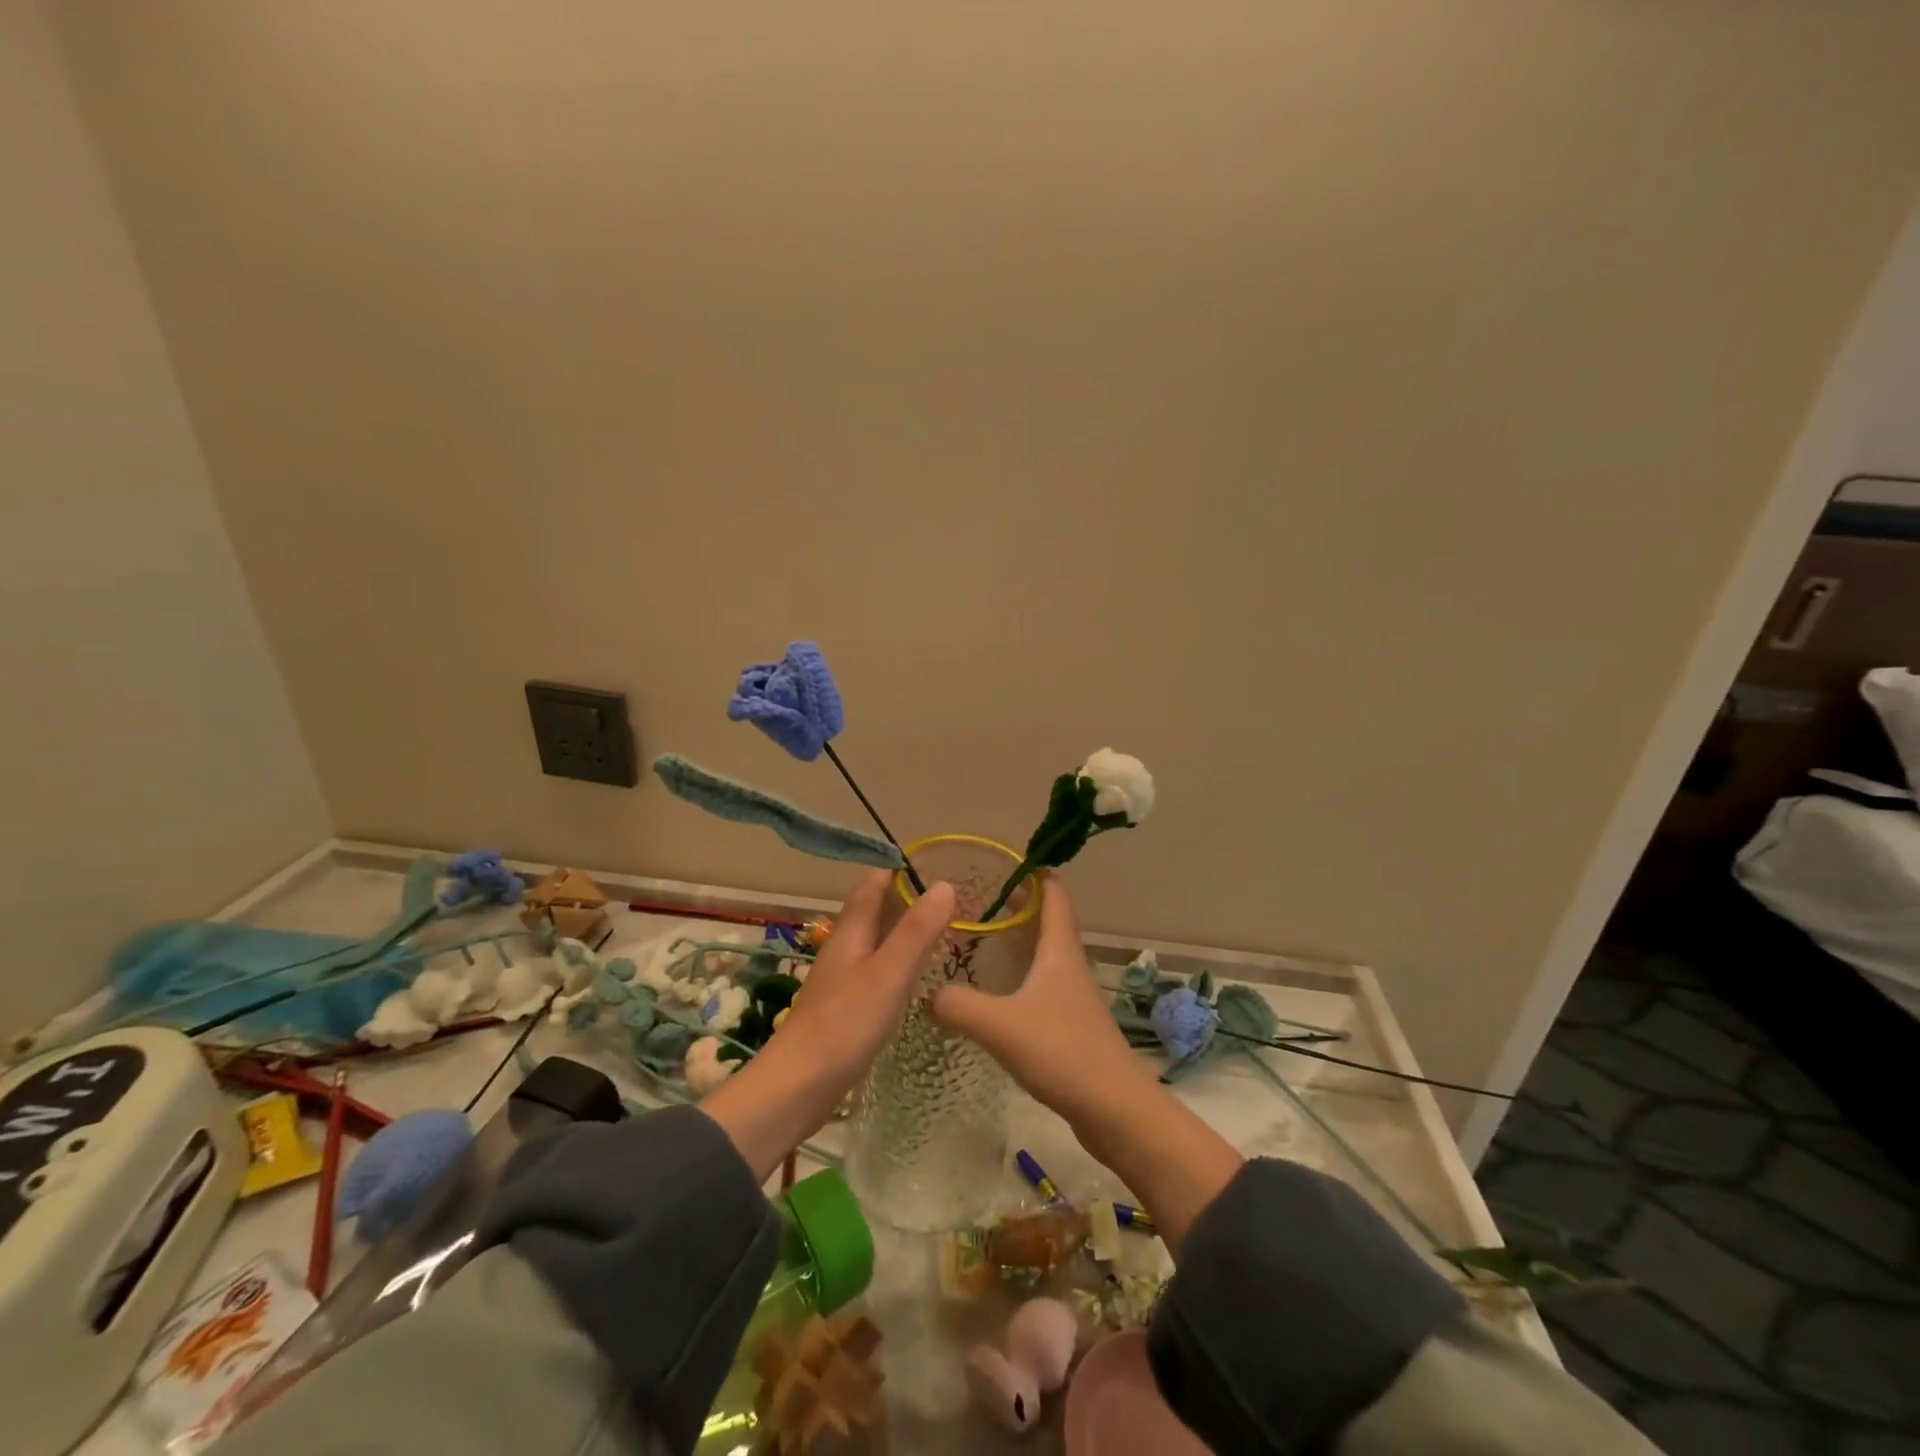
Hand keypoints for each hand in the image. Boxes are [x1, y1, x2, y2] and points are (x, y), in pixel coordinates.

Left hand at [701, 872, 954, 1180]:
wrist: (798, 1086)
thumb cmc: (845, 1023)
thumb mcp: (889, 973)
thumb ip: (917, 931)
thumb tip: (945, 885)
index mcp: (850, 932)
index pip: (873, 886)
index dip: (899, 871)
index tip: (936, 865)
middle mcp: (844, 949)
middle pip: (874, 912)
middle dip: (906, 900)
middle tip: (950, 900)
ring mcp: (842, 980)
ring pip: (876, 943)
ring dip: (904, 932)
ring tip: (942, 933)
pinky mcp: (845, 1008)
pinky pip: (876, 972)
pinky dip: (898, 964)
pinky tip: (917, 979)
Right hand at [928, 879, 1151, 1123]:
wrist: (1114, 1109)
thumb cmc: (1062, 1052)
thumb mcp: (1001, 1025)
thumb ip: (959, 1005)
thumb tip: (925, 993)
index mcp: (1059, 948)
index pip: (1052, 891)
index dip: (1030, 871)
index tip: (996, 862)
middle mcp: (1068, 962)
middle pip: (1044, 919)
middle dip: (1012, 904)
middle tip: (971, 900)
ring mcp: (1071, 993)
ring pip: (1041, 952)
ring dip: (1014, 940)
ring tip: (974, 939)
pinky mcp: (1068, 1022)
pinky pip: (1039, 983)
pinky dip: (1016, 974)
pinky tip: (991, 992)